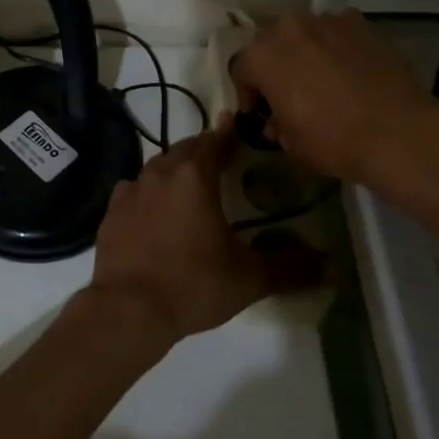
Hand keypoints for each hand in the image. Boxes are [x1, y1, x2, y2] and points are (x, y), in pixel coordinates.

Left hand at [86, 120, 323, 345]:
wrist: (128, 309)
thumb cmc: (194, 284)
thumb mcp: (250, 278)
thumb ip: (289, 266)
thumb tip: (327, 264)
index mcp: (193, 176)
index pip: (215, 142)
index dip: (229, 135)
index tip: (238, 128)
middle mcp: (159, 173)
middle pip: (184, 150)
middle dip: (203, 151)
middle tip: (219, 160)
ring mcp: (130, 191)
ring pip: (157, 169)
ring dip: (174, 171)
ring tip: (188, 187)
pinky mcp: (111, 212)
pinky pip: (134, 192)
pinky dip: (148, 194)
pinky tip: (153, 212)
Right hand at [230, 10, 438, 201]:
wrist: (398, 131)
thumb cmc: (333, 140)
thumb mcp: (290, 143)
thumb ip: (275, 124)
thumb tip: (276, 120)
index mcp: (261, 55)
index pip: (240, 69)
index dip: (248, 93)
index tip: (261, 113)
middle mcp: (288, 28)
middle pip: (269, 43)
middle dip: (274, 66)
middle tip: (288, 93)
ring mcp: (326, 20)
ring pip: (303, 34)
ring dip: (304, 52)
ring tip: (321, 80)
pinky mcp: (359, 22)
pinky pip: (336, 32)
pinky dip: (336, 46)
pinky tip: (349, 71)